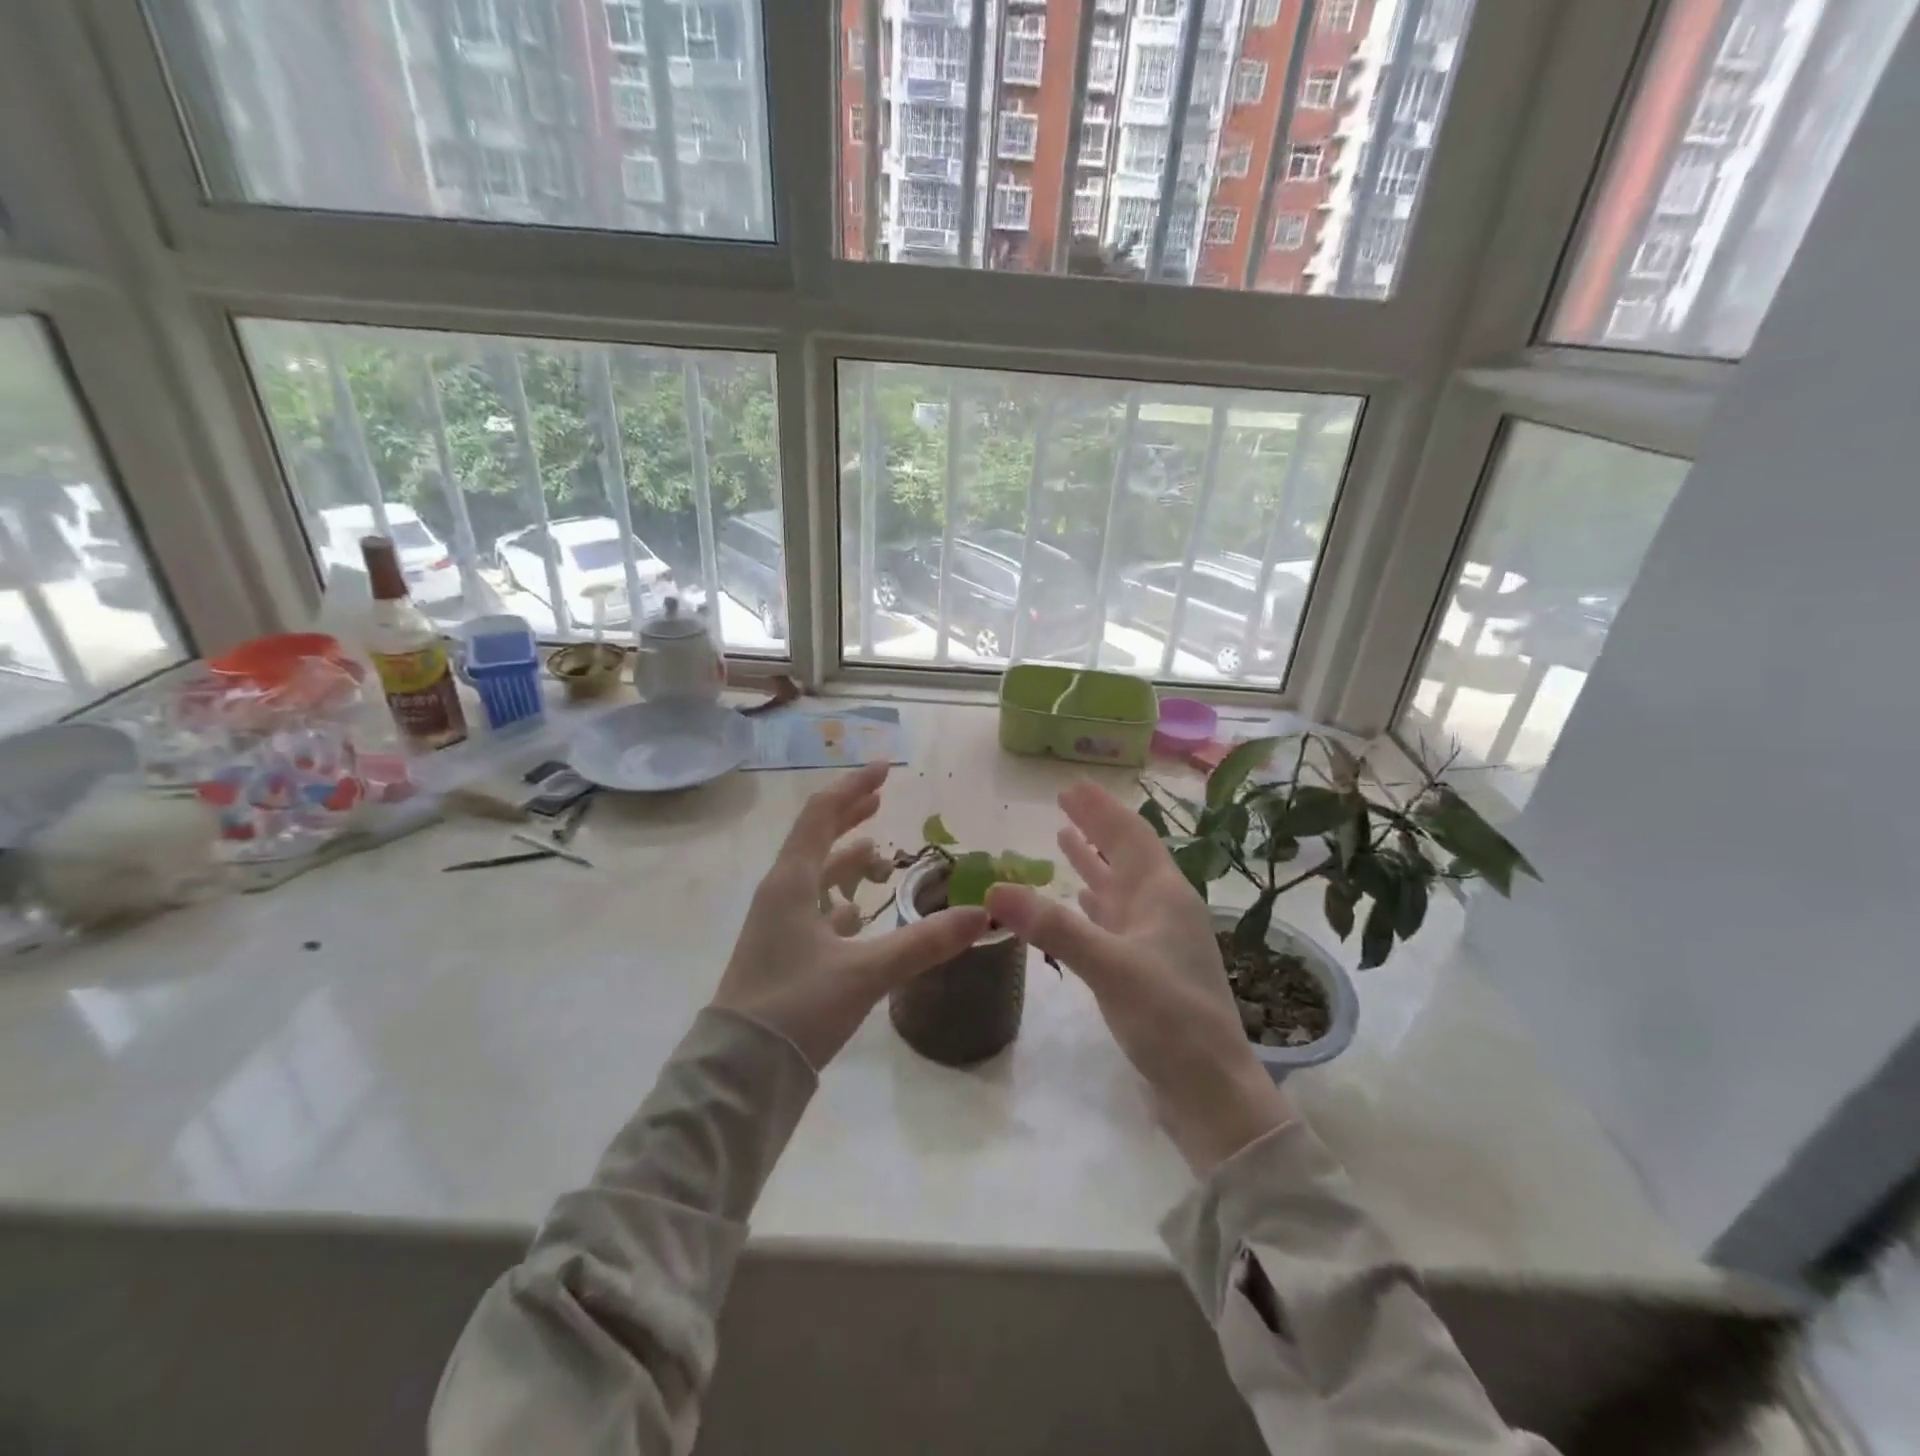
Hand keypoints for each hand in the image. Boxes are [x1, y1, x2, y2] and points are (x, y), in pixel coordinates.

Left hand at [713, 762, 989, 1069]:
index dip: (853, 789)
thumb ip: (924, 942)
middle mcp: (780, 894)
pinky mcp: (780, 953)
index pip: (822, 816)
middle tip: (881, 797)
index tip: (885, 769)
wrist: (739, 1073)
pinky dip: (838, 899)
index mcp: (791, 883)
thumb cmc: (796, 1008)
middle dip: (848, 814)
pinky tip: (858, 913)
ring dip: (844, 858)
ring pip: (814, 875)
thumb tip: (983, 913)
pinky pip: (812, 909)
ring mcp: (776, 925)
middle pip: (815, 838)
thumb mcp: (865, 972)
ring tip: (876, 851)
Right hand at [987, 782, 1292, 1173]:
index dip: (1101, 809)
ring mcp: (1155, 940)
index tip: (1072, 785)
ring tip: (1065, 838)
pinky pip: (1114, 920)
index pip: (1130, 836)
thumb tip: (994, 888)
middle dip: (1096, 827)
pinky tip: (1079, 899)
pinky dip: (1094, 903)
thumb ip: (1054, 926)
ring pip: (1119, 887)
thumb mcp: (1110, 967)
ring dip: (1093, 862)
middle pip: (1125, 855)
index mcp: (1164, 895)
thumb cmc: (1169, 1019)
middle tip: (1063, 802)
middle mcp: (1162, 909)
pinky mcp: (1145, 968)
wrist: (1209, 1090)